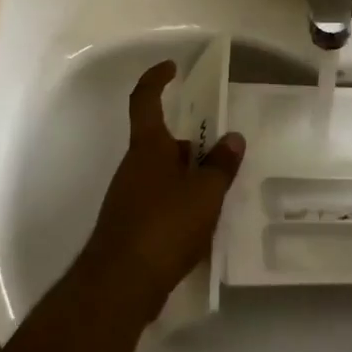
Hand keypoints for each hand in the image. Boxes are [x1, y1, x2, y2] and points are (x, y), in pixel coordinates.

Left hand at [84, 61, 245, 320]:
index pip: (145, 99)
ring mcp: (128, 197)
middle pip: (162, 142)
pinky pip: (159, 203)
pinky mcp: (129, 227)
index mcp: (148, 147)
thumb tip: (232, 137)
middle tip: (222, 155)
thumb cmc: (164, 225)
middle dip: (190, 146)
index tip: (172, 68)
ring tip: (220, 195)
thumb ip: (221, 165)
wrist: (120, 284)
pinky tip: (201, 227)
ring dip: (187, 178)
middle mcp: (134, 166)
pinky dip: (180, 206)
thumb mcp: (205, 193)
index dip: (156, 79)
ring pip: (162, 175)